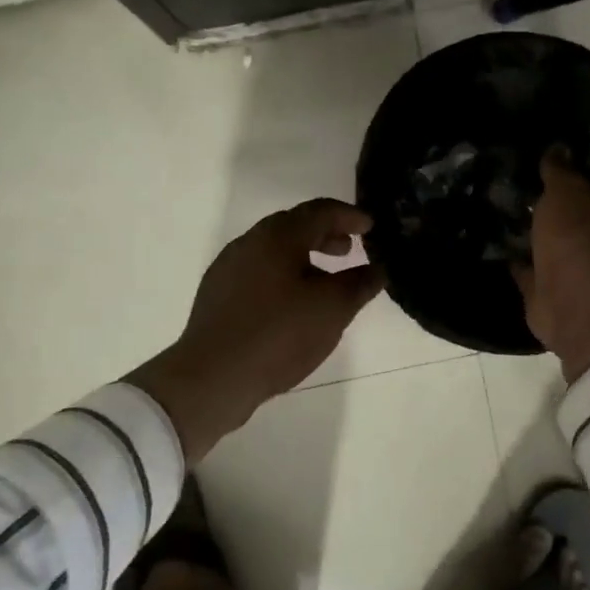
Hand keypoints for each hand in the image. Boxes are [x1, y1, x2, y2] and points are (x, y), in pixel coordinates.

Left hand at [127, 199, 384, 459]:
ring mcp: (229, 268)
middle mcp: (250, 242)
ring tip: (325, 281)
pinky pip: (259, 272)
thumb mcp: (332, 310)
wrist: (212, 378)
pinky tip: (293, 305)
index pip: (320, 211)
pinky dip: (284, 275)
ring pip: (274, 250)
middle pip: (294, 226)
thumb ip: (359, 284)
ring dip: (304, 257)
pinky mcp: (217, 294)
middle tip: (349, 249)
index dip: (349, 216)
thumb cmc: (278, 334)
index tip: (370, 227)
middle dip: (325, 234)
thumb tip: (378, 269)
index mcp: (277, 236)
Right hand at [514, 151, 589, 383]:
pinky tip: (494, 248)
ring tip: (496, 214)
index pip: (578, 190)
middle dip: (541, 208)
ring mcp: (563, 269)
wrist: (574, 302)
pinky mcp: (541, 292)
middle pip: (560, 218)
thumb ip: (559, 172)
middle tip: (508, 187)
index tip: (533, 165)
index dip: (558, 178)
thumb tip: (557, 146)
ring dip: (527, 235)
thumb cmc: (575, 238)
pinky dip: (514, 262)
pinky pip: (524, 271)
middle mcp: (585, 240)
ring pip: (541, 245)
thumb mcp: (565, 193)